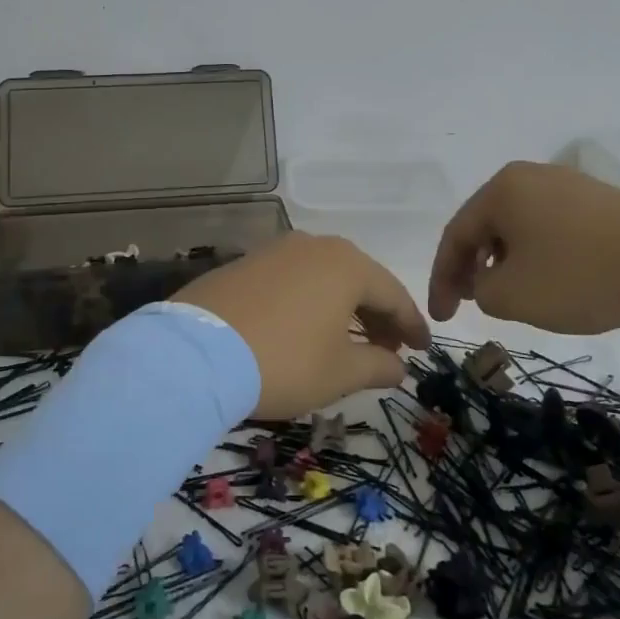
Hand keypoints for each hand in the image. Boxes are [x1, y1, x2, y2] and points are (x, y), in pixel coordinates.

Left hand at [175, 232, 430, 417]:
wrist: (195, 353)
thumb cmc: (284, 361)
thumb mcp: (339, 373)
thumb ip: (378, 365)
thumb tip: (399, 365)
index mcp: (346, 264)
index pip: (393, 294)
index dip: (411, 325)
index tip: (424, 350)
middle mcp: (313, 246)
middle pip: (358, 280)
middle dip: (377, 316)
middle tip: (388, 350)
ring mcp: (274, 251)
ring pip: (323, 278)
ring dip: (342, 308)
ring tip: (347, 342)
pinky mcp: (243, 264)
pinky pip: (291, 281)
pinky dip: (308, 303)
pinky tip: (304, 329)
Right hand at [429, 161, 619, 335]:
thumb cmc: (580, 275)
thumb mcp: (512, 296)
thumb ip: (480, 291)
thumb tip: (487, 281)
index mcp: (502, 189)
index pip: (455, 234)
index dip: (441, 279)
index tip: (441, 318)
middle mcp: (530, 177)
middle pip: (486, 225)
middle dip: (472, 267)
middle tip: (468, 303)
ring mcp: (569, 185)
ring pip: (519, 227)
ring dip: (504, 262)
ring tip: (508, 295)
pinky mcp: (601, 201)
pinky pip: (551, 228)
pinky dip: (537, 256)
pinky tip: (550, 281)